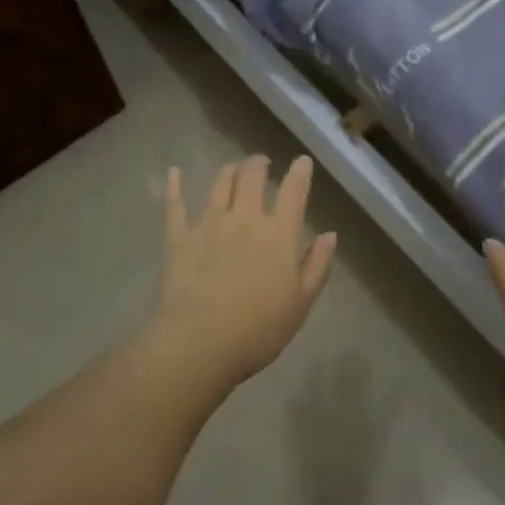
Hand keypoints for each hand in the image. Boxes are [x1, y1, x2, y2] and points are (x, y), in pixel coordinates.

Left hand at [154, 155, 337, 388]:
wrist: (200, 343)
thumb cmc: (258, 329)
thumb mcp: (301, 303)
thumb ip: (317, 265)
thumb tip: (330, 234)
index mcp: (278, 234)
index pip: (293, 192)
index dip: (299, 173)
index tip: (302, 161)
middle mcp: (244, 219)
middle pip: (252, 178)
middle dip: (259, 164)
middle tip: (262, 162)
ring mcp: (209, 224)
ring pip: (219, 184)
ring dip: (229, 171)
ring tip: (233, 168)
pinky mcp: (180, 238)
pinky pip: (175, 206)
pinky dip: (174, 187)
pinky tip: (174, 172)